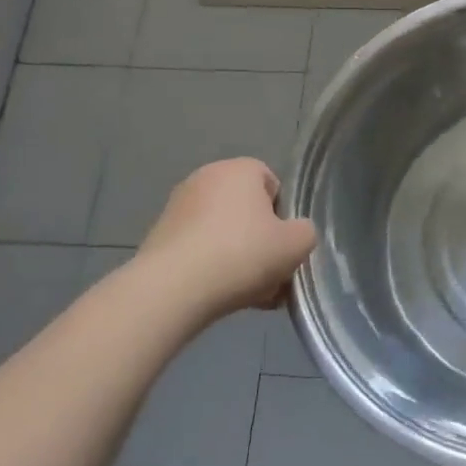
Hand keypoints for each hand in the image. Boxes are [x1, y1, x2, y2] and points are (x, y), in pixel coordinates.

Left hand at [135, 158, 317, 321]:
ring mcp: (178, 208)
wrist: (172, 289)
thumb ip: (306, 232)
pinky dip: (212, 268)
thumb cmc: (242, 254)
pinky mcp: (159, 237)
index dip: (284, 216)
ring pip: (224, 234)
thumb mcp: (297, 244)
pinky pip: (200, 250)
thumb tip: (294, 234)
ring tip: (250, 293)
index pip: (272, 183)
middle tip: (272, 274)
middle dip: (261, 241)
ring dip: (239, 259)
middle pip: (248, 211)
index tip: (285, 244)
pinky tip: (222, 296)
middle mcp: (205, 178)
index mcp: (239, 169)